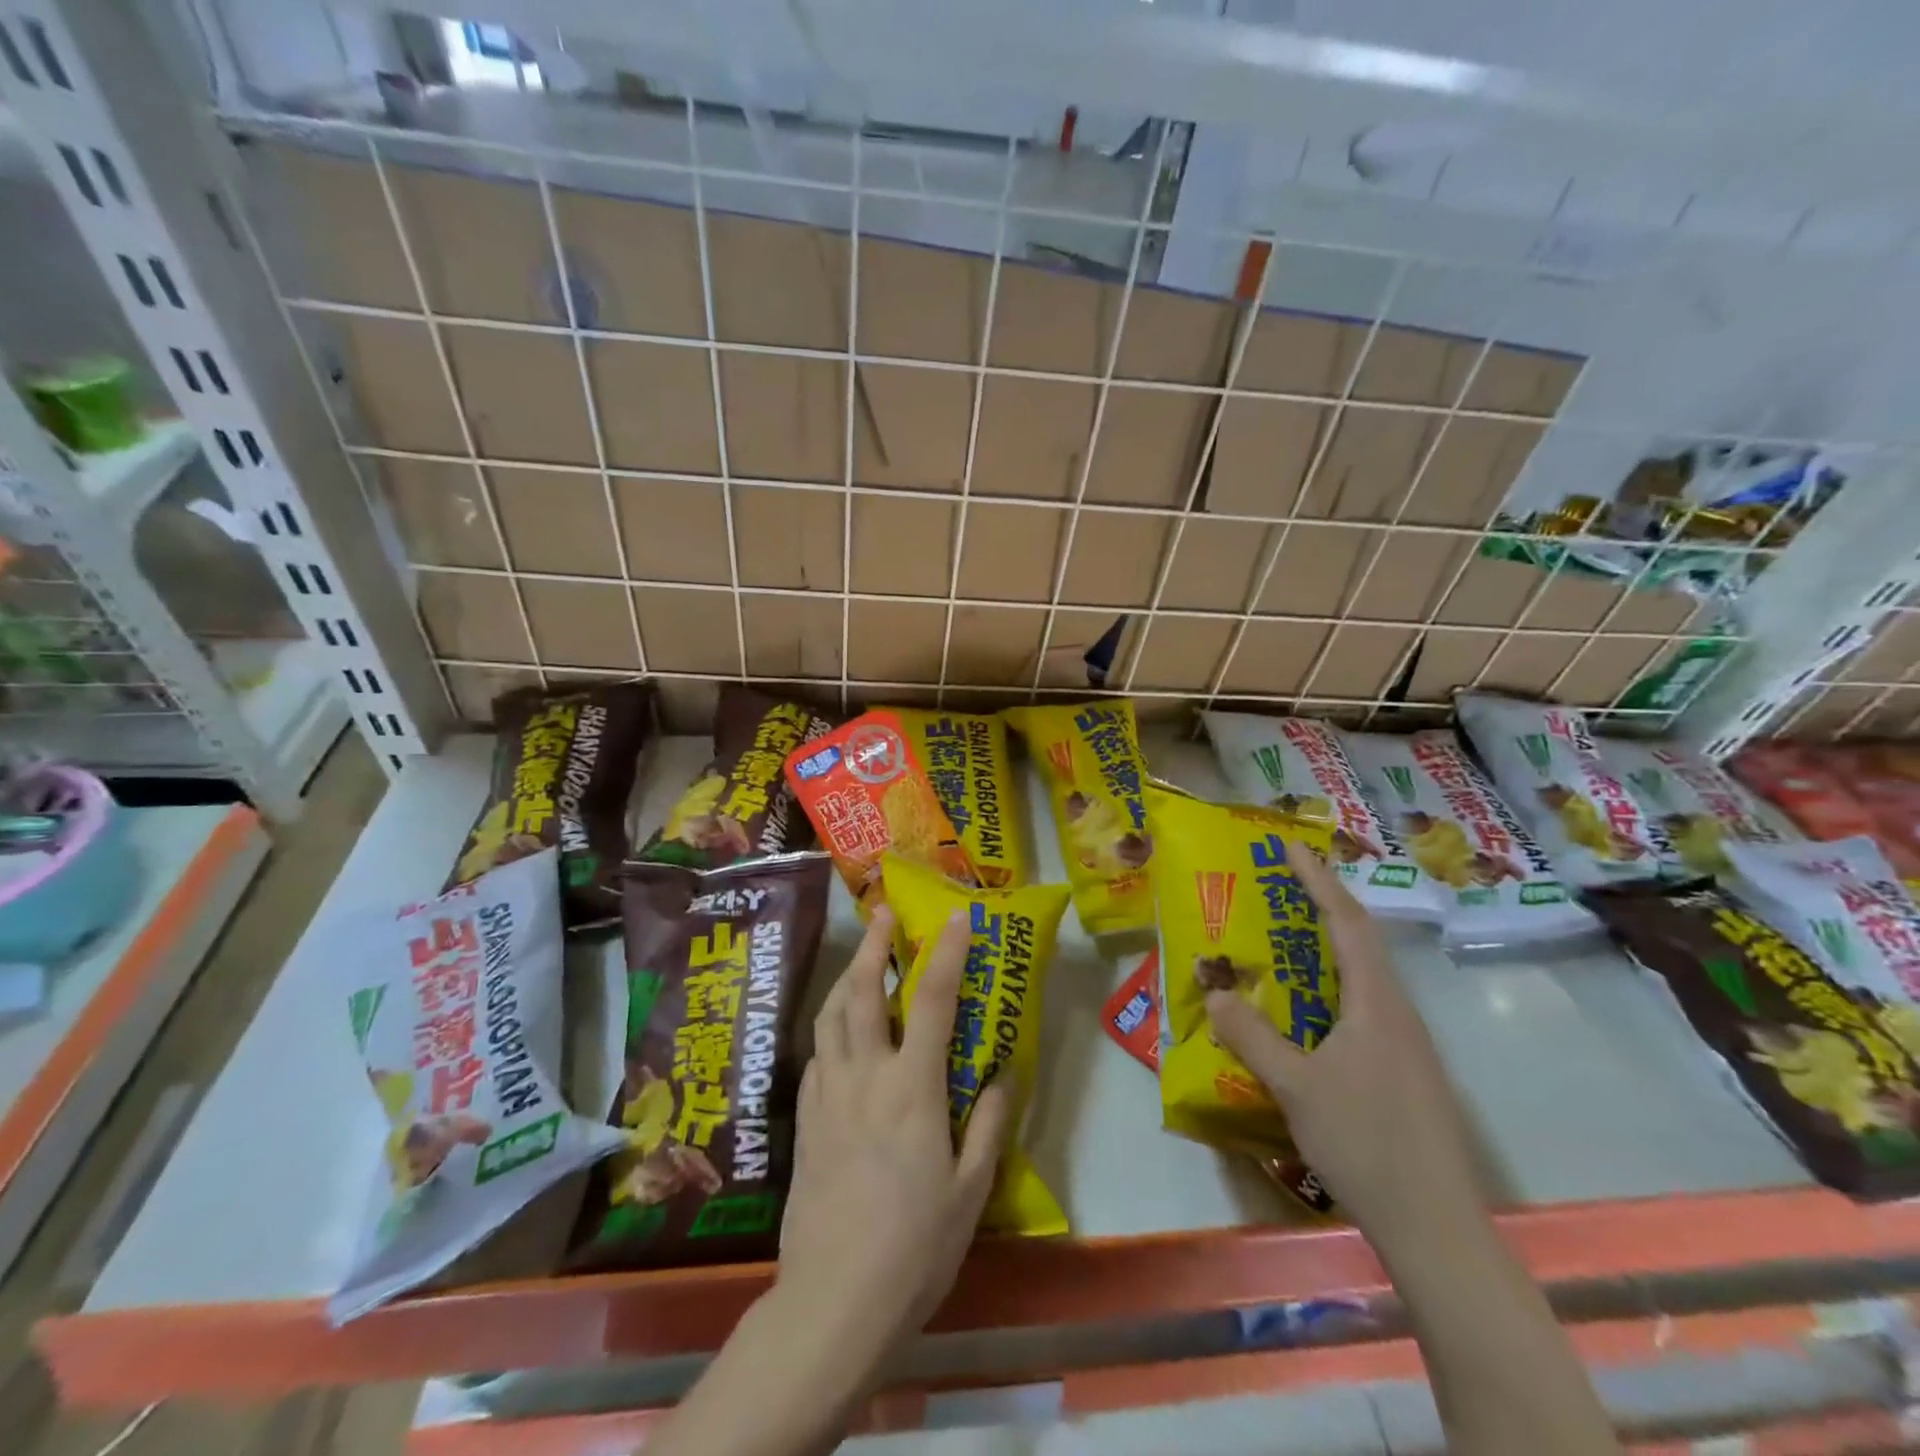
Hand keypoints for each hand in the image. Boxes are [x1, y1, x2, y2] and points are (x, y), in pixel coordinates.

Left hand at [772, 906, 1011, 1373]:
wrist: (833, 1302)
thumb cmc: (914, 1247)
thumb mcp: (971, 1190)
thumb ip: (987, 1124)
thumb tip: (1001, 1074)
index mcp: (910, 1088)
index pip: (930, 1001)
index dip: (946, 953)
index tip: (957, 918)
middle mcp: (863, 1076)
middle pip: (860, 991)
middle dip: (872, 944)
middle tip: (881, 913)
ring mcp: (827, 1095)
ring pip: (828, 1015)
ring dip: (844, 976)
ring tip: (858, 959)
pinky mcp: (805, 1119)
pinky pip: (817, 1052)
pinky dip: (830, 1024)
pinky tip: (840, 1032)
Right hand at [1206, 843, 1480, 1248]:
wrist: (1436, 1227)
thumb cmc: (1365, 1142)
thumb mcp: (1295, 1085)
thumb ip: (1252, 1035)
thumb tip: (1213, 992)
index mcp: (1377, 1002)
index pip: (1347, 922)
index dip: (1317, 880)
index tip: (1289, 846)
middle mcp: (1397, 1012)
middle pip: (1359, 943)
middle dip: (1318, 908)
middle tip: (1274, 890)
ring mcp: (1406, 1045)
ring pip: (1361, 979)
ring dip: (1323, 952)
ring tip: (1280, 945)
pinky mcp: (1404, 1073)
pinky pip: (1361, 1010)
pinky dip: (1328, 992)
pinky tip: (1302, 1016)